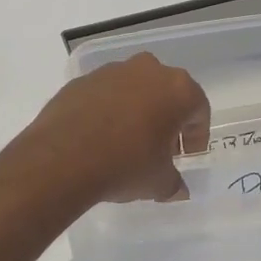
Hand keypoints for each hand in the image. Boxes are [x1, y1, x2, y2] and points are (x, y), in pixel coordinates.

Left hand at [18, 53, 210, 202]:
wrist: (62, 158)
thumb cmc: (125, 164)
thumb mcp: (158, 182)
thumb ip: (174, 183)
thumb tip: (177, 189)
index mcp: (177, 88)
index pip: (198, 110)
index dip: (196, 137)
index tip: (187, 157)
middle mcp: (146, 70)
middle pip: (166, 93)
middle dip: (166, 119)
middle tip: (160, 148)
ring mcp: (110, 72)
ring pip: (134, 89)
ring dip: (136, 111)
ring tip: (127, 143)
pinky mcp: (81, 81)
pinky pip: (104, 95)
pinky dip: (107, 111)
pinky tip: (99, 138)